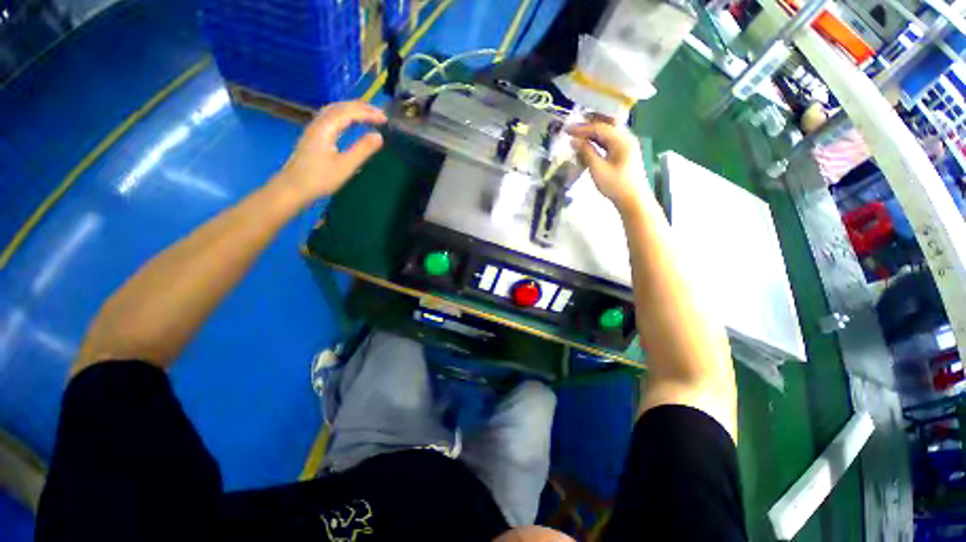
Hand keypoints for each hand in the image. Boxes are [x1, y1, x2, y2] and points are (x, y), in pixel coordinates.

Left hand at [275, 101, 386, 203]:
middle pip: (340, 107)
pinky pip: (331, 118)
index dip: (368, 113)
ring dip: (352, 109)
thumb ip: (362, 149)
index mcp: (325, 128)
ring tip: (369, 114)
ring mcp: (314, 129)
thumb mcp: (345, 166)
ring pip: (334, 110)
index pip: (349, 112)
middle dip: (361, 107)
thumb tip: (379, 136)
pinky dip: (345, 115)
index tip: (385, 118)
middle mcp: (318, 123)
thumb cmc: (320, 179)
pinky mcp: (314, 136)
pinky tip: (351, 122)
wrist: (292, 188)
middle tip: (380, 113)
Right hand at [567, 121, 646, 212]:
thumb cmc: (616, 185)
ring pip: (606, 134)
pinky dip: (597, 143)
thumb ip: (586, 152)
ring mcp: (626, 146)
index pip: (599, 128)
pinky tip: (587, 147)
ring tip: (576, 138)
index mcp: (621, 139)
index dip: (581, 128)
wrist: (633, 200)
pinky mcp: (623, 154)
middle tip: (570, 130)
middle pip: (604, 127)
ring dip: (591, 135)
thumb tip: (574, 140)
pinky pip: (608, 143)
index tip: (566, 129)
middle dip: (587, 128)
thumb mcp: (598, 169)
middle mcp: (625, 138)